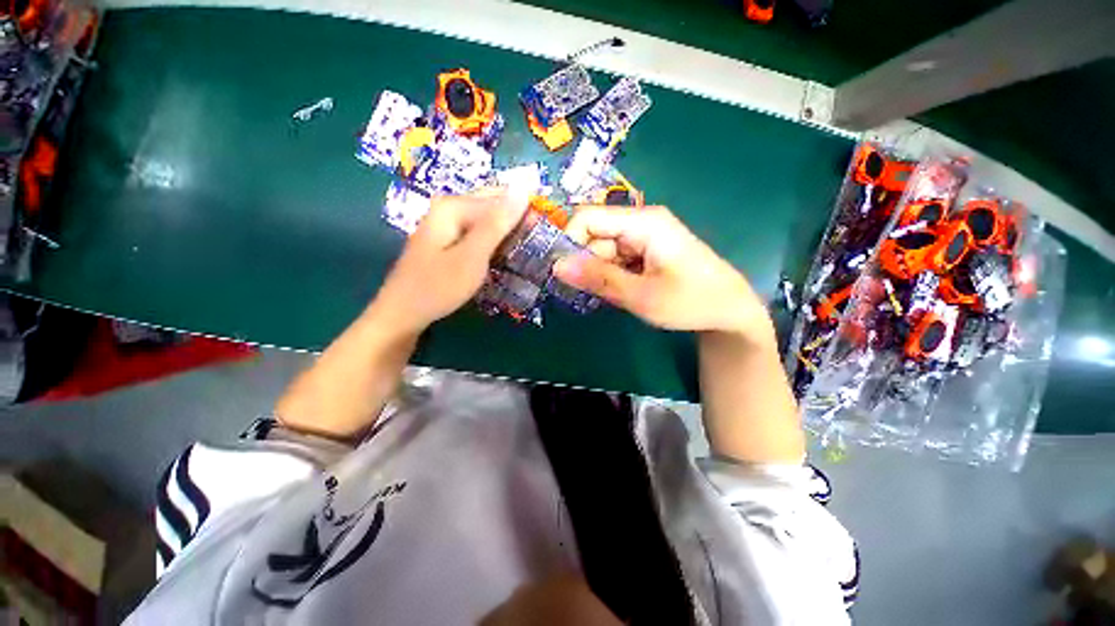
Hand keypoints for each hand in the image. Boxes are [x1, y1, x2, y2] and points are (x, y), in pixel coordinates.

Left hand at [371, 188, 527, 333]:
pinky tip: (506, 256)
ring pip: (487, 221)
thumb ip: (497, 223)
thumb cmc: (438, 287)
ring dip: (507, 234)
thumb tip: (524, 187)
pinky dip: (495, 243)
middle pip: (492, 206)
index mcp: (453, 206)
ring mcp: (447, 226)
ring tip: (526, 251)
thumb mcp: (473, 256)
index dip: (525, 213)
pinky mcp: (449, 241)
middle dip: (517, 222)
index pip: (500, 198)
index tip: (545, 234)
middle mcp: (449, 209)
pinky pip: (479, 235)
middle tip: (537, 244)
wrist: (403, 315)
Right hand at [554, 206, 770, 339]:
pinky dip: (609, 275)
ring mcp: (643, 237)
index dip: (569, 241)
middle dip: (585, 263)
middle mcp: (640, 222)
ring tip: (610, 296)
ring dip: (598, 272)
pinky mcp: (644, 251)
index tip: (561, 273)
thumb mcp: (642, 296)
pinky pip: (614, 258)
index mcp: (643, 222)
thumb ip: (599, 279)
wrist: (729, 310)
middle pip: (594, 234)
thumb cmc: (691, 302)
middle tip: (588, 293)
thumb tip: (556, 266)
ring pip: (602, 249)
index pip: (588, 217)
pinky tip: (620, 291)